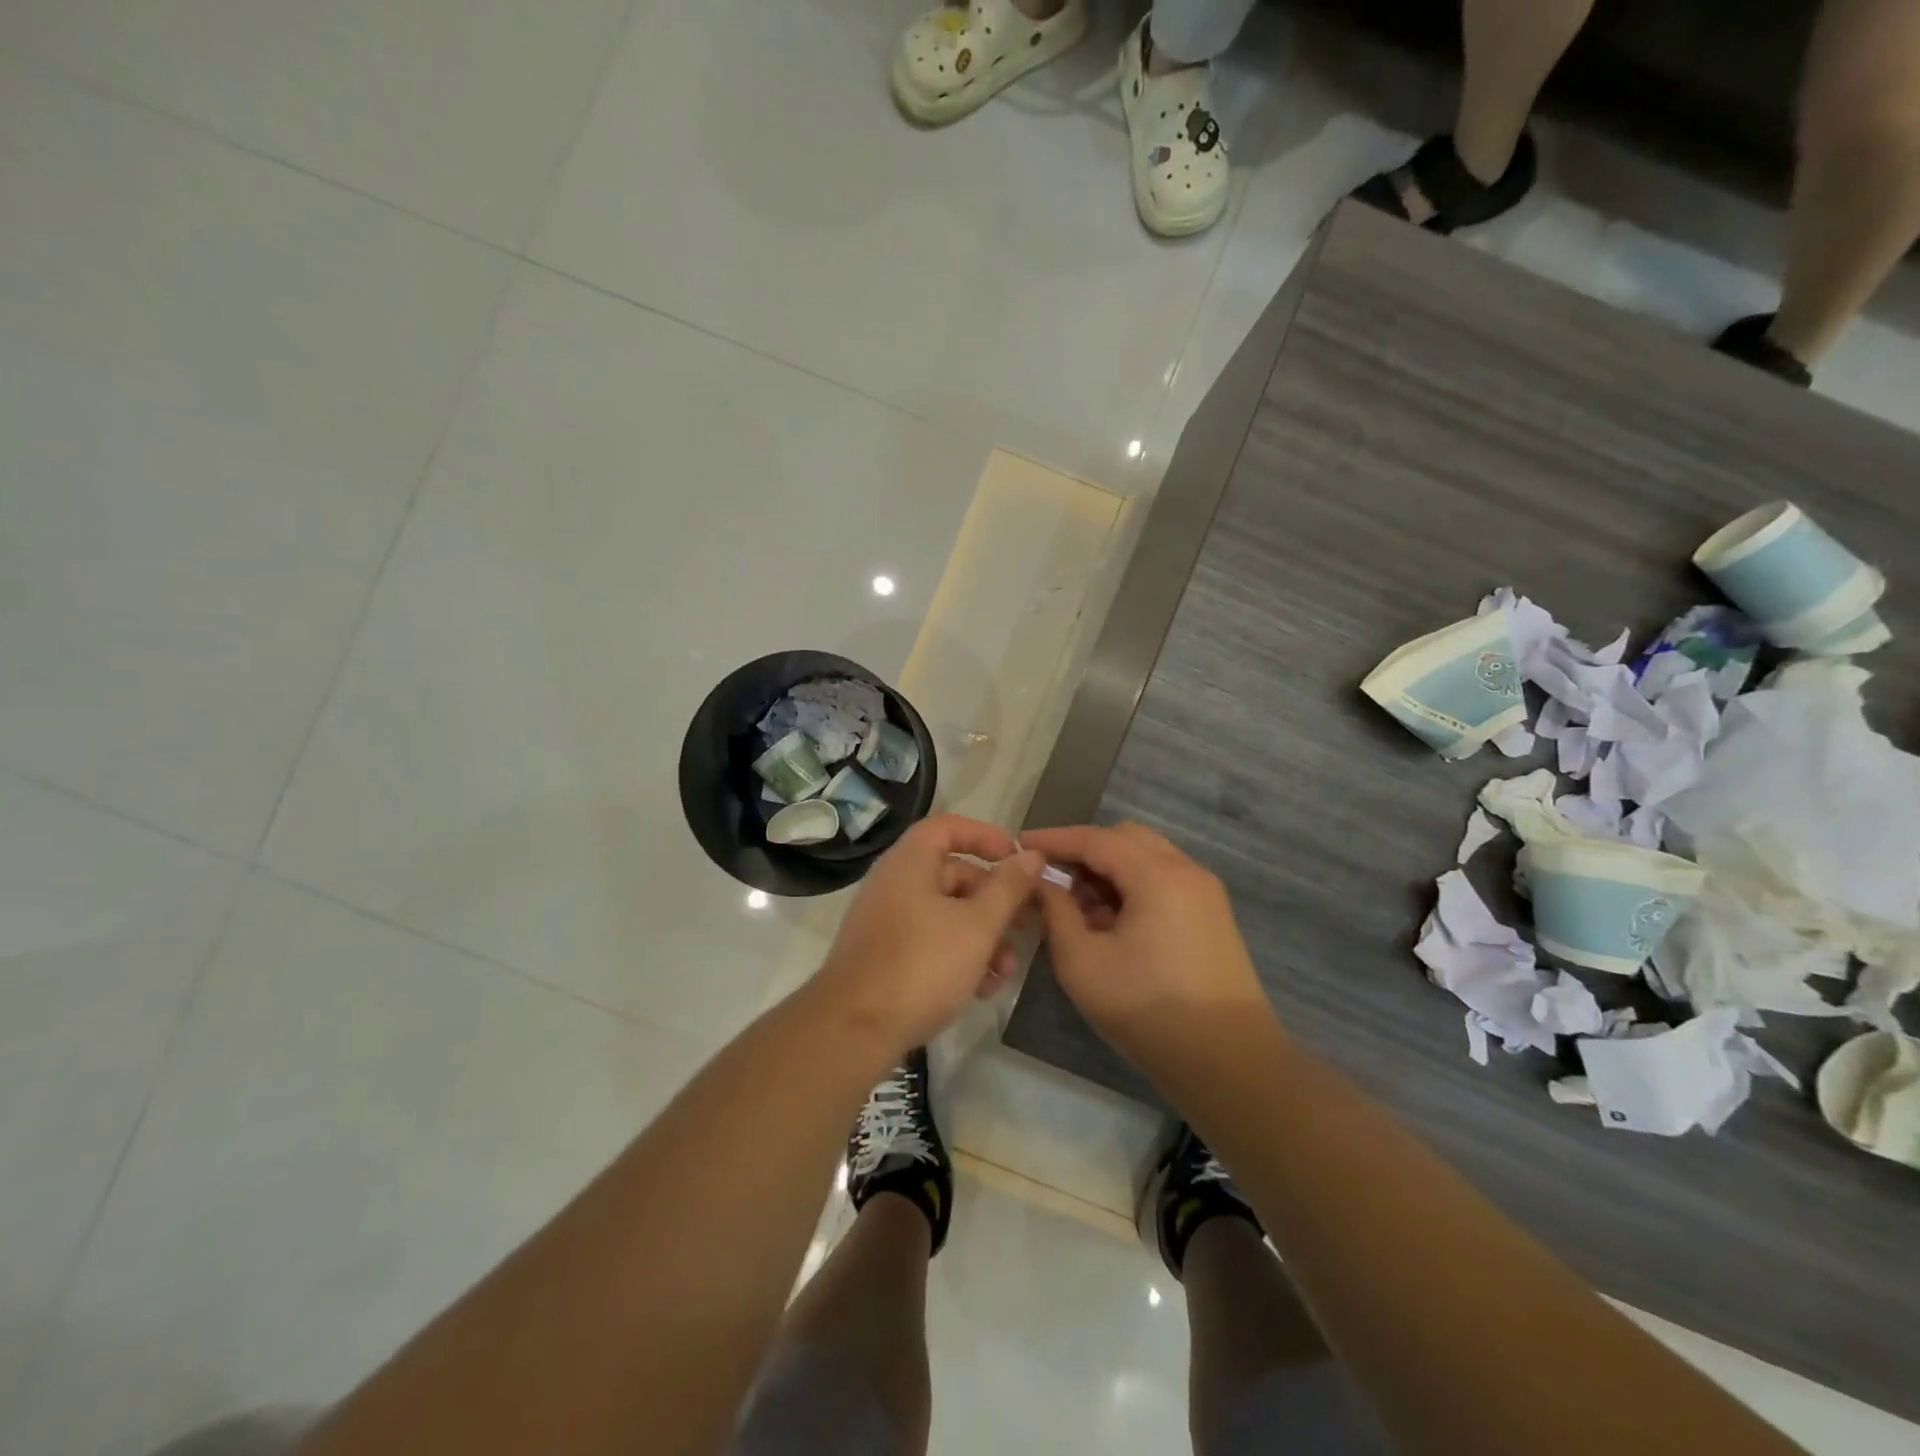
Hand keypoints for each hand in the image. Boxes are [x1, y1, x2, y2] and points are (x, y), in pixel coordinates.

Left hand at [810, 814, 1041, 1057]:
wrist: (855, 1030)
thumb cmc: (922, 964)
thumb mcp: (978, 925)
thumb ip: (1008, 887)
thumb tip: (1031, 854)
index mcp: (909, 863)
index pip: (948, 827)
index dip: (985, 835)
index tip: (1017, 857)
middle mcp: (894, 884)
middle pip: (953, 875)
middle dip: (995, 901)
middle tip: (1026, 925)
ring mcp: (887, 922)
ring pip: (946, 915)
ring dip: (983, 937)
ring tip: (1007, 970)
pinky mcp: (885, 958)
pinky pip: (930, 943)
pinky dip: (959, 957)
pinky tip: (982, 989)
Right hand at [1022, 823, 1271, 1065]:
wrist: (1229, 1065)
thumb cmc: (1148, 1011)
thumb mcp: (1082, 963)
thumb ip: (1056, 912)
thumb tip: (1042, 883)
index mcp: (1158, 875)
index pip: (1096, 839)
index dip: (1054, 839)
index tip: (1020, 845)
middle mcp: (1187, 871)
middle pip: (1125, 839)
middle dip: (1083, 851)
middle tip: (1050, 877)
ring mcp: (1205, 893)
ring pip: (1146, 858)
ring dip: (1108, 869)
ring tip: (1076, 905)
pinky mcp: (1211, 916)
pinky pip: (1163, 881)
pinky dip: (1131, 886)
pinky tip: (1109, 922)